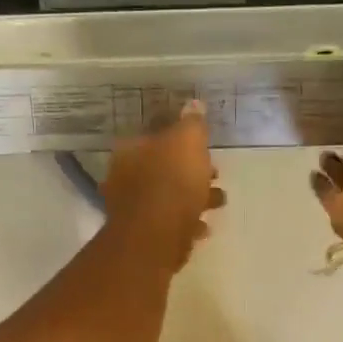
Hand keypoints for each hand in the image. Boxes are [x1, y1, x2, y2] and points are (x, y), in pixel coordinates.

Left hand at [100, 100, 224, 270]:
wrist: (156, 236)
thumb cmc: (172, 181)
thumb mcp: (188, 141)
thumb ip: (192, 123)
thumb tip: (193, 105)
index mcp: (130, 149)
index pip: (156, 135)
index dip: (182, 139)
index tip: (205, 147)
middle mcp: (124, 176)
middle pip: (162, 168)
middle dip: (191, 171)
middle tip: (215, 174)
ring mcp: (131, 208)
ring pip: (167, 196)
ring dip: (194, 198)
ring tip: (218, 202)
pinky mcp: (143, 236)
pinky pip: (168, 223)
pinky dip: (187, 223)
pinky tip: (203, 227)